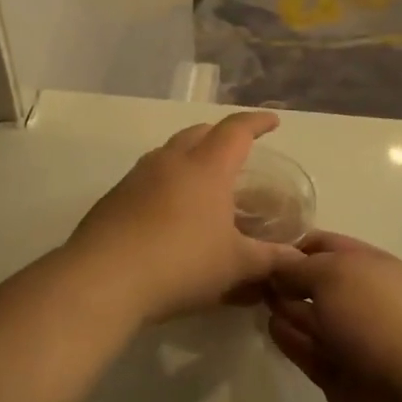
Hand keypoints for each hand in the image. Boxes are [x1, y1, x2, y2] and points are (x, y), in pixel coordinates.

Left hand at [65, 112, 303, 325]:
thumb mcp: (235, 266)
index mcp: (206, 168)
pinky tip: (168, 212)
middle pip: (199, 132)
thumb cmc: (181, 264)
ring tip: (202, 181)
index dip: (256, 123)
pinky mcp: (113, 198)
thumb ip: (269, 259)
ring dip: (189, 157)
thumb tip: (298, 259)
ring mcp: (137, 177)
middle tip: (236, 152)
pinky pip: (147, 177)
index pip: (236, 131)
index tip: (272, 122)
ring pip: (169, 152)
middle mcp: (170, 161)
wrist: (103, 279)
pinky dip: (165, 182)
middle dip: (220, 136)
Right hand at [266, 232, 401, 401]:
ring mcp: (351, 338)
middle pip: (316, 281)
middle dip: (286, 277)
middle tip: (248, 274)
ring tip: (253, 298)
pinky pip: (309, 349)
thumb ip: (299, 267)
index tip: (259, 245)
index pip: (326, 245)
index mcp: (370, 266)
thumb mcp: (334, 274)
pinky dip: (290, 338)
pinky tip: (270, 328)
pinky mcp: (339, 373)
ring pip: (311, 316)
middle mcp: (361, 297)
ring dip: (286, 306)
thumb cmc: (375, 318)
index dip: (294, 243)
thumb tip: (278, 265)